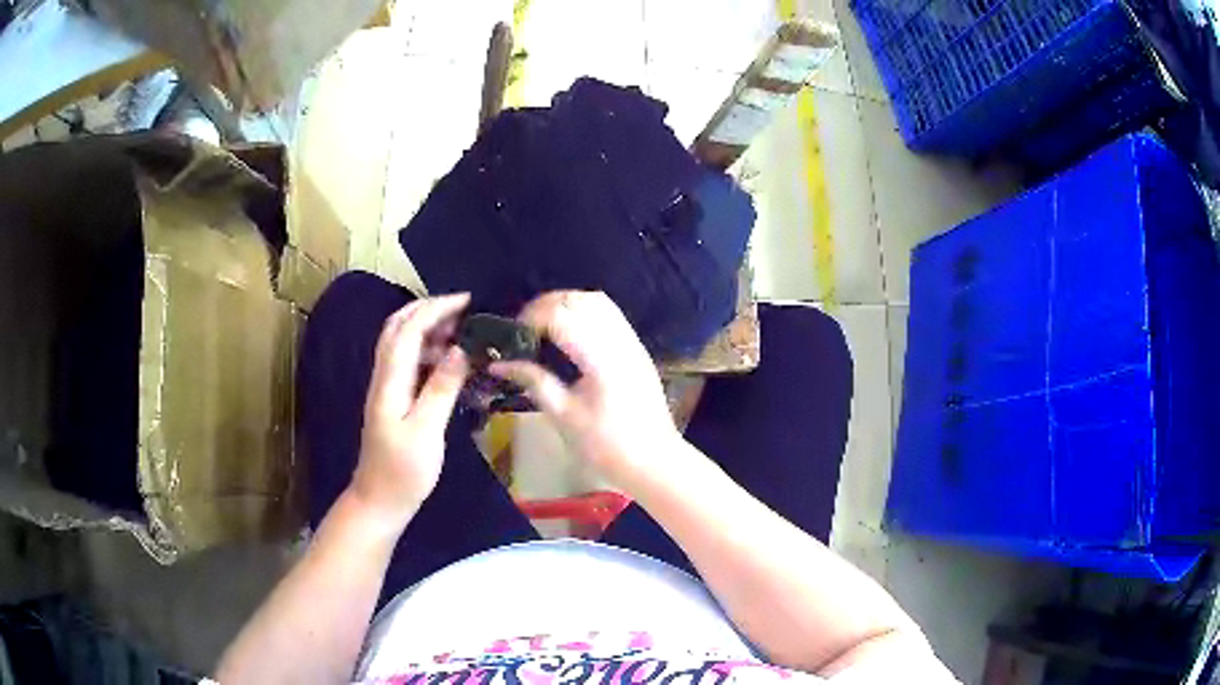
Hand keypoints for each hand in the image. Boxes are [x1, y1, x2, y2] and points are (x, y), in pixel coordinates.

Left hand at [349, 294, 470, 528]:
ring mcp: (387, 387)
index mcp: (390, 381)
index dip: (436, 309)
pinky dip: (428, 349)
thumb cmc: (404, 471)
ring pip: (401, 342)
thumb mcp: (427, 432)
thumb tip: (461, 349)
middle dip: (428, 309)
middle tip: (463, 309)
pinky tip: (449, 360)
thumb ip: (441, 388)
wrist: (379, 500)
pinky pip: (409, 362)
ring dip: (428, 327)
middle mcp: (384, 376)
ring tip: (462, 331)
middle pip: (397, 327)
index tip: (467, 301)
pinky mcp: (394, 399)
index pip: (408, 329)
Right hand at [490, 291, 684, 492]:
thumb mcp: (563, 416)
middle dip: (547, 305)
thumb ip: (533, 381)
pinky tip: (569, 332)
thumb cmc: (605, 446)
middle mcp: (619, 342)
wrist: (653, 461)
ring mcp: (632, 343)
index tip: (513, 334)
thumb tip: (499, 364)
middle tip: (524, 327)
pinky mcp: (637, 349)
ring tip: (544, 325)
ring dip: (567, 303)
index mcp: (600, 360)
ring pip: (598, 302)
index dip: (532, 318)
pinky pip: (610, 314)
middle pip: (580, 301)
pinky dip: (585, 311)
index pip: (562, 317)